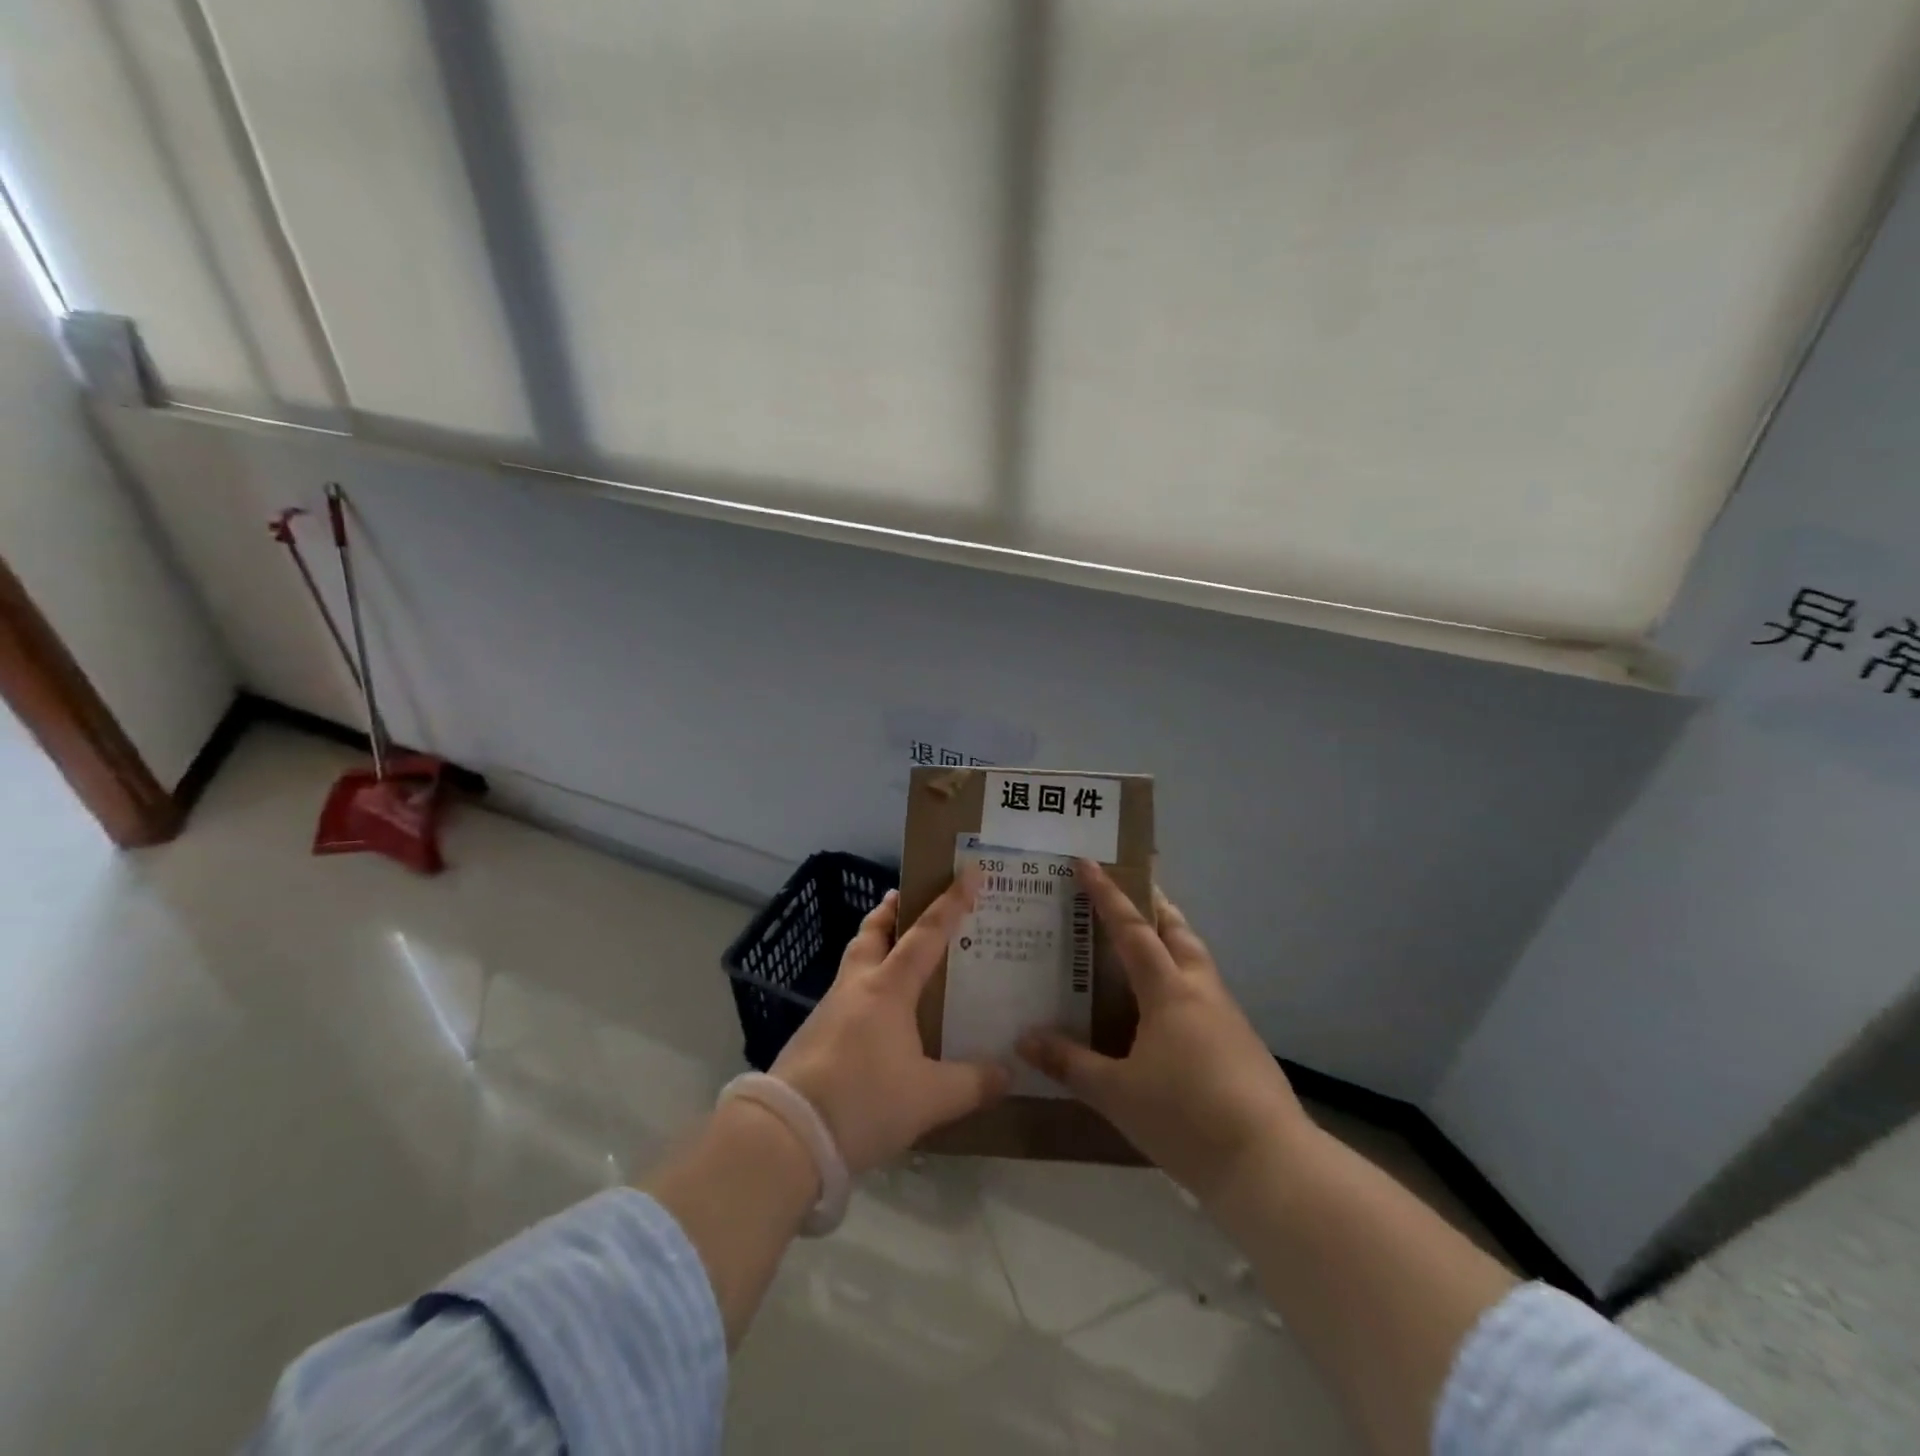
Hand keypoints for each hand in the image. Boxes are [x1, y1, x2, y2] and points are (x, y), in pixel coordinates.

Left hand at [772, 883, 1010, 1174]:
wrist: (788, 1135)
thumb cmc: (865, 1101)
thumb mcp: (930, 1098)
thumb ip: (972, 1084)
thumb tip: (1008, 1074)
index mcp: (888, 988)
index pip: (926, 934)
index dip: (950, 902)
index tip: (969, 872)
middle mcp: (857, 987)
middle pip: (871, 933)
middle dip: (890, 912)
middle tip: (906, 900)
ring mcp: (829, 1010)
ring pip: (854, 962)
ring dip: (873, 947)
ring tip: (896, 956)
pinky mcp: (813, 1037)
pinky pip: (846, 996)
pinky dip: (864, 988)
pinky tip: (877, 1016)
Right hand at [1019, 862, 1309, 1203]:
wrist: (1268, 1165)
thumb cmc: (1185, 1117)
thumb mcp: (1115, 1093)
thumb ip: (1069, 1063)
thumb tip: (1024, 1039)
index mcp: (1169, 991)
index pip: (1133, 929)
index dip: (1108, 894)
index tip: (1088, 861)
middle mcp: (1201, 991)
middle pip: (1179, 932)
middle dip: (1155, 905)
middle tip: (1131, 890)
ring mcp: (1227, 1017)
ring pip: (1197, 960)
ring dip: (1173, 940)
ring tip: (1147, 945)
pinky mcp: (1242, 1044)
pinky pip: (1205, 992)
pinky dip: (1182, 979)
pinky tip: (1168, 1010)